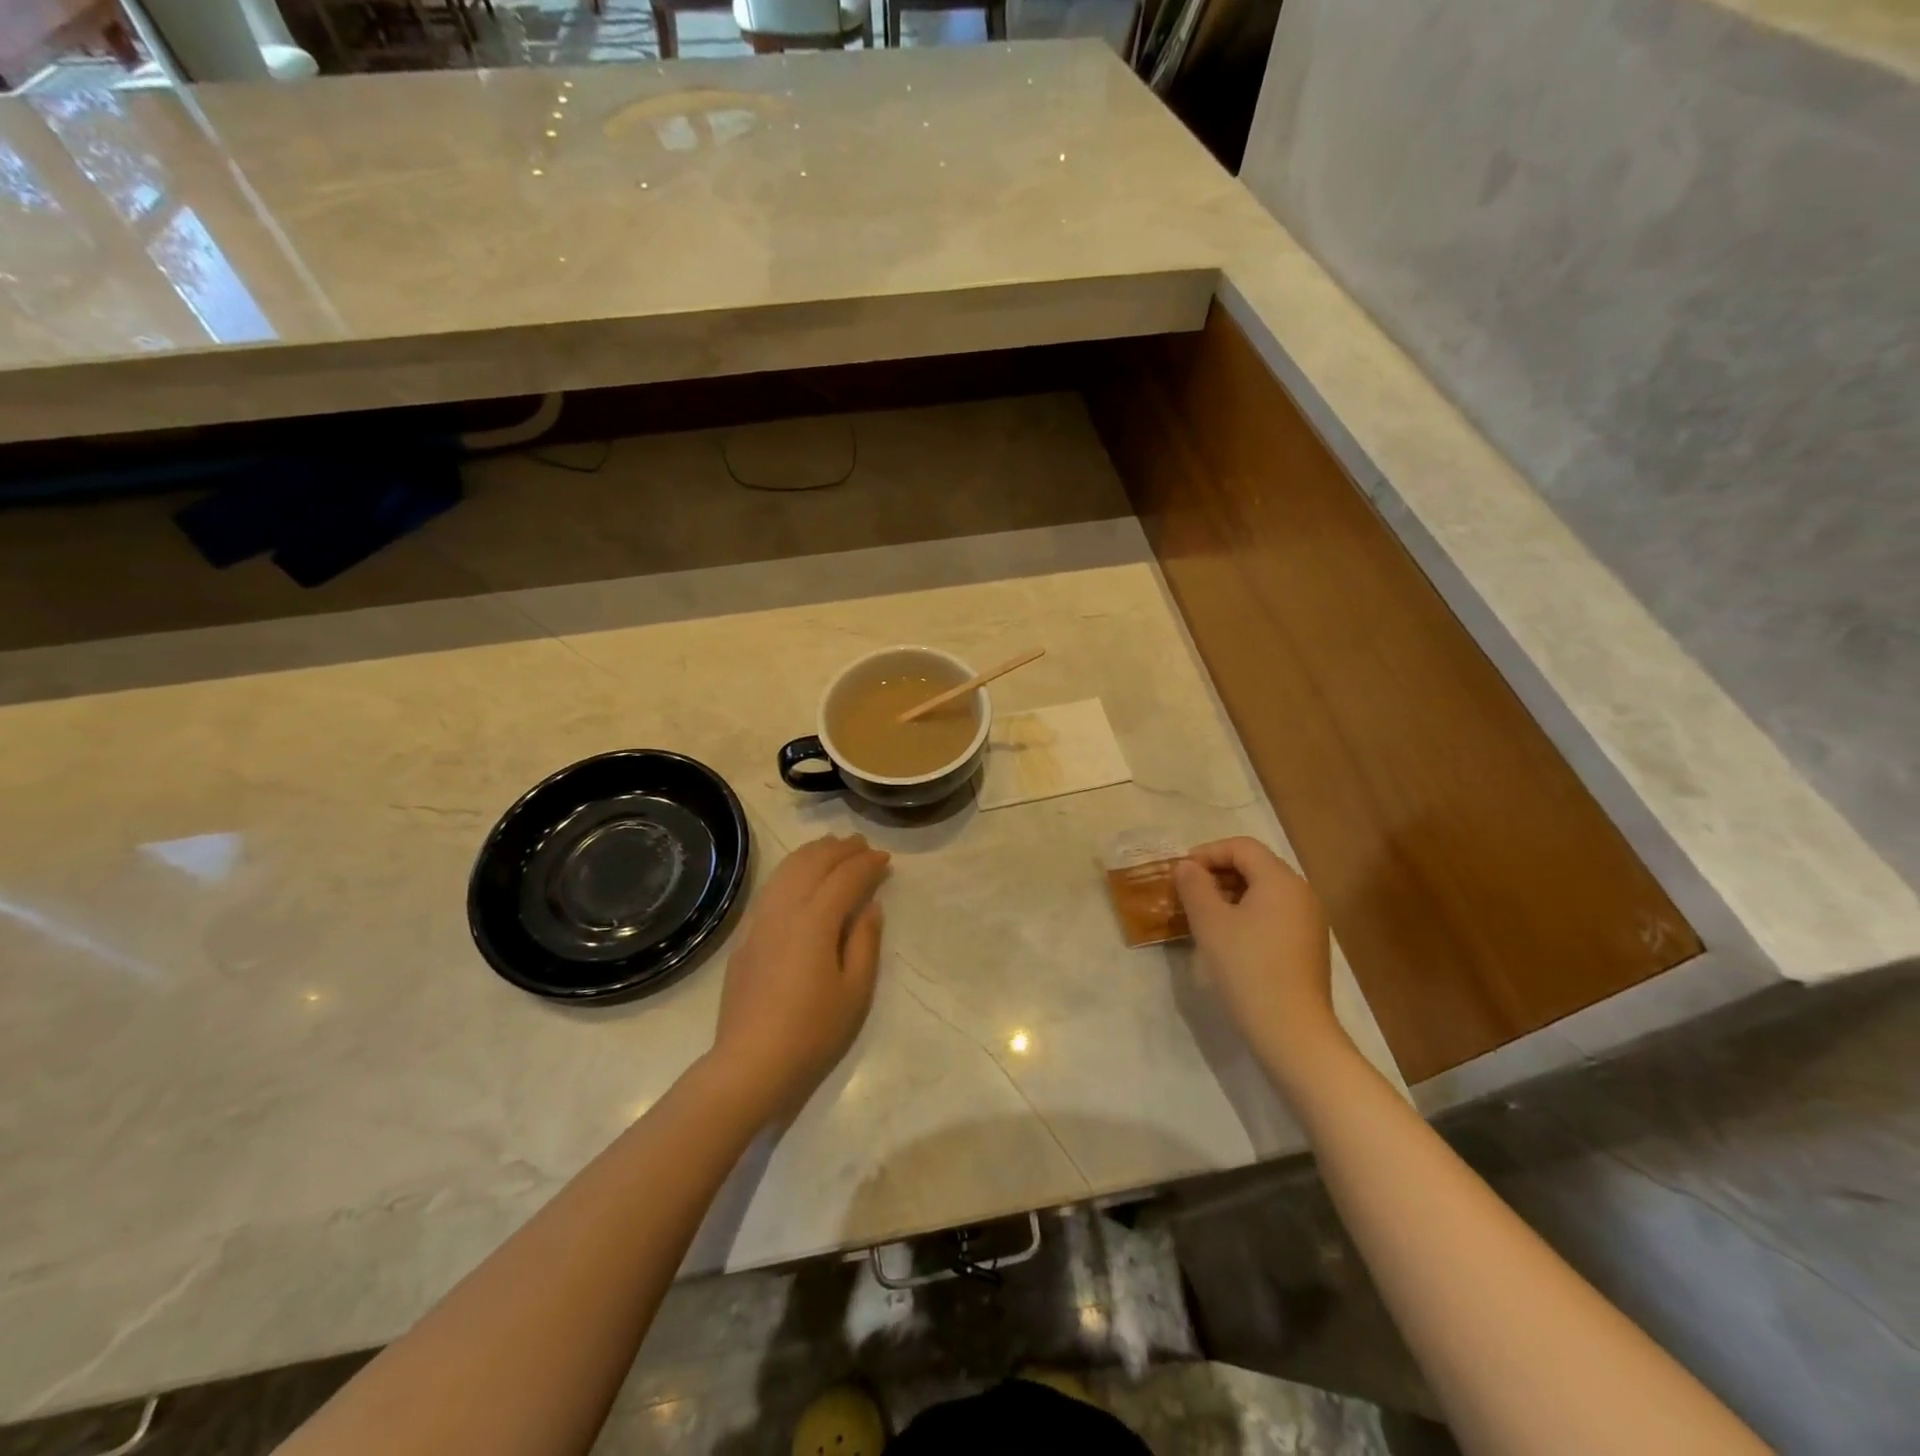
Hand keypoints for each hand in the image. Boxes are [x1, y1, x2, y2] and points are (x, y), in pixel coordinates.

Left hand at [709, 833, 890, 1121]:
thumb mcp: (855, 991)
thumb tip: (870, 906)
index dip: (867, 865)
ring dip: (813, 853)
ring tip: (833, 847)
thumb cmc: (813, 1031)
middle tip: (863, 845)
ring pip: (787, 870)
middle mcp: (785, 910)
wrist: (751, 1063)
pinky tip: (800, 875)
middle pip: (813, 863)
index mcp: (815, 921)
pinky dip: (791, 869)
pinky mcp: (746, 935)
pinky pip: (771, 887)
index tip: (885, 859)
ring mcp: (760, 920)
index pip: (845, 878)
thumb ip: (866, 942)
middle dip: (840, 850)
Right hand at [1174, 837, 1347, 1087]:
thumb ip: (1194, 886)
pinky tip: (1228, 939)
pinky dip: (1248, 914)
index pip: (1241, 847)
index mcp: (1280, 880)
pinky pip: (1274, 914)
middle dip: (1218, 873)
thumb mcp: (1210, 923)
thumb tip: (1187, 867)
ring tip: (1202, 916)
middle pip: (1256, 866)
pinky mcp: (1309, 946)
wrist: (1292, 1032)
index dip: (1207, 852)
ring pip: (1265, 892)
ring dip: (1231, 895)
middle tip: (1187, 893)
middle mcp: (1301, 893)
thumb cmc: (1247, 968)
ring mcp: (1309, 921)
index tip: (1180, 873)